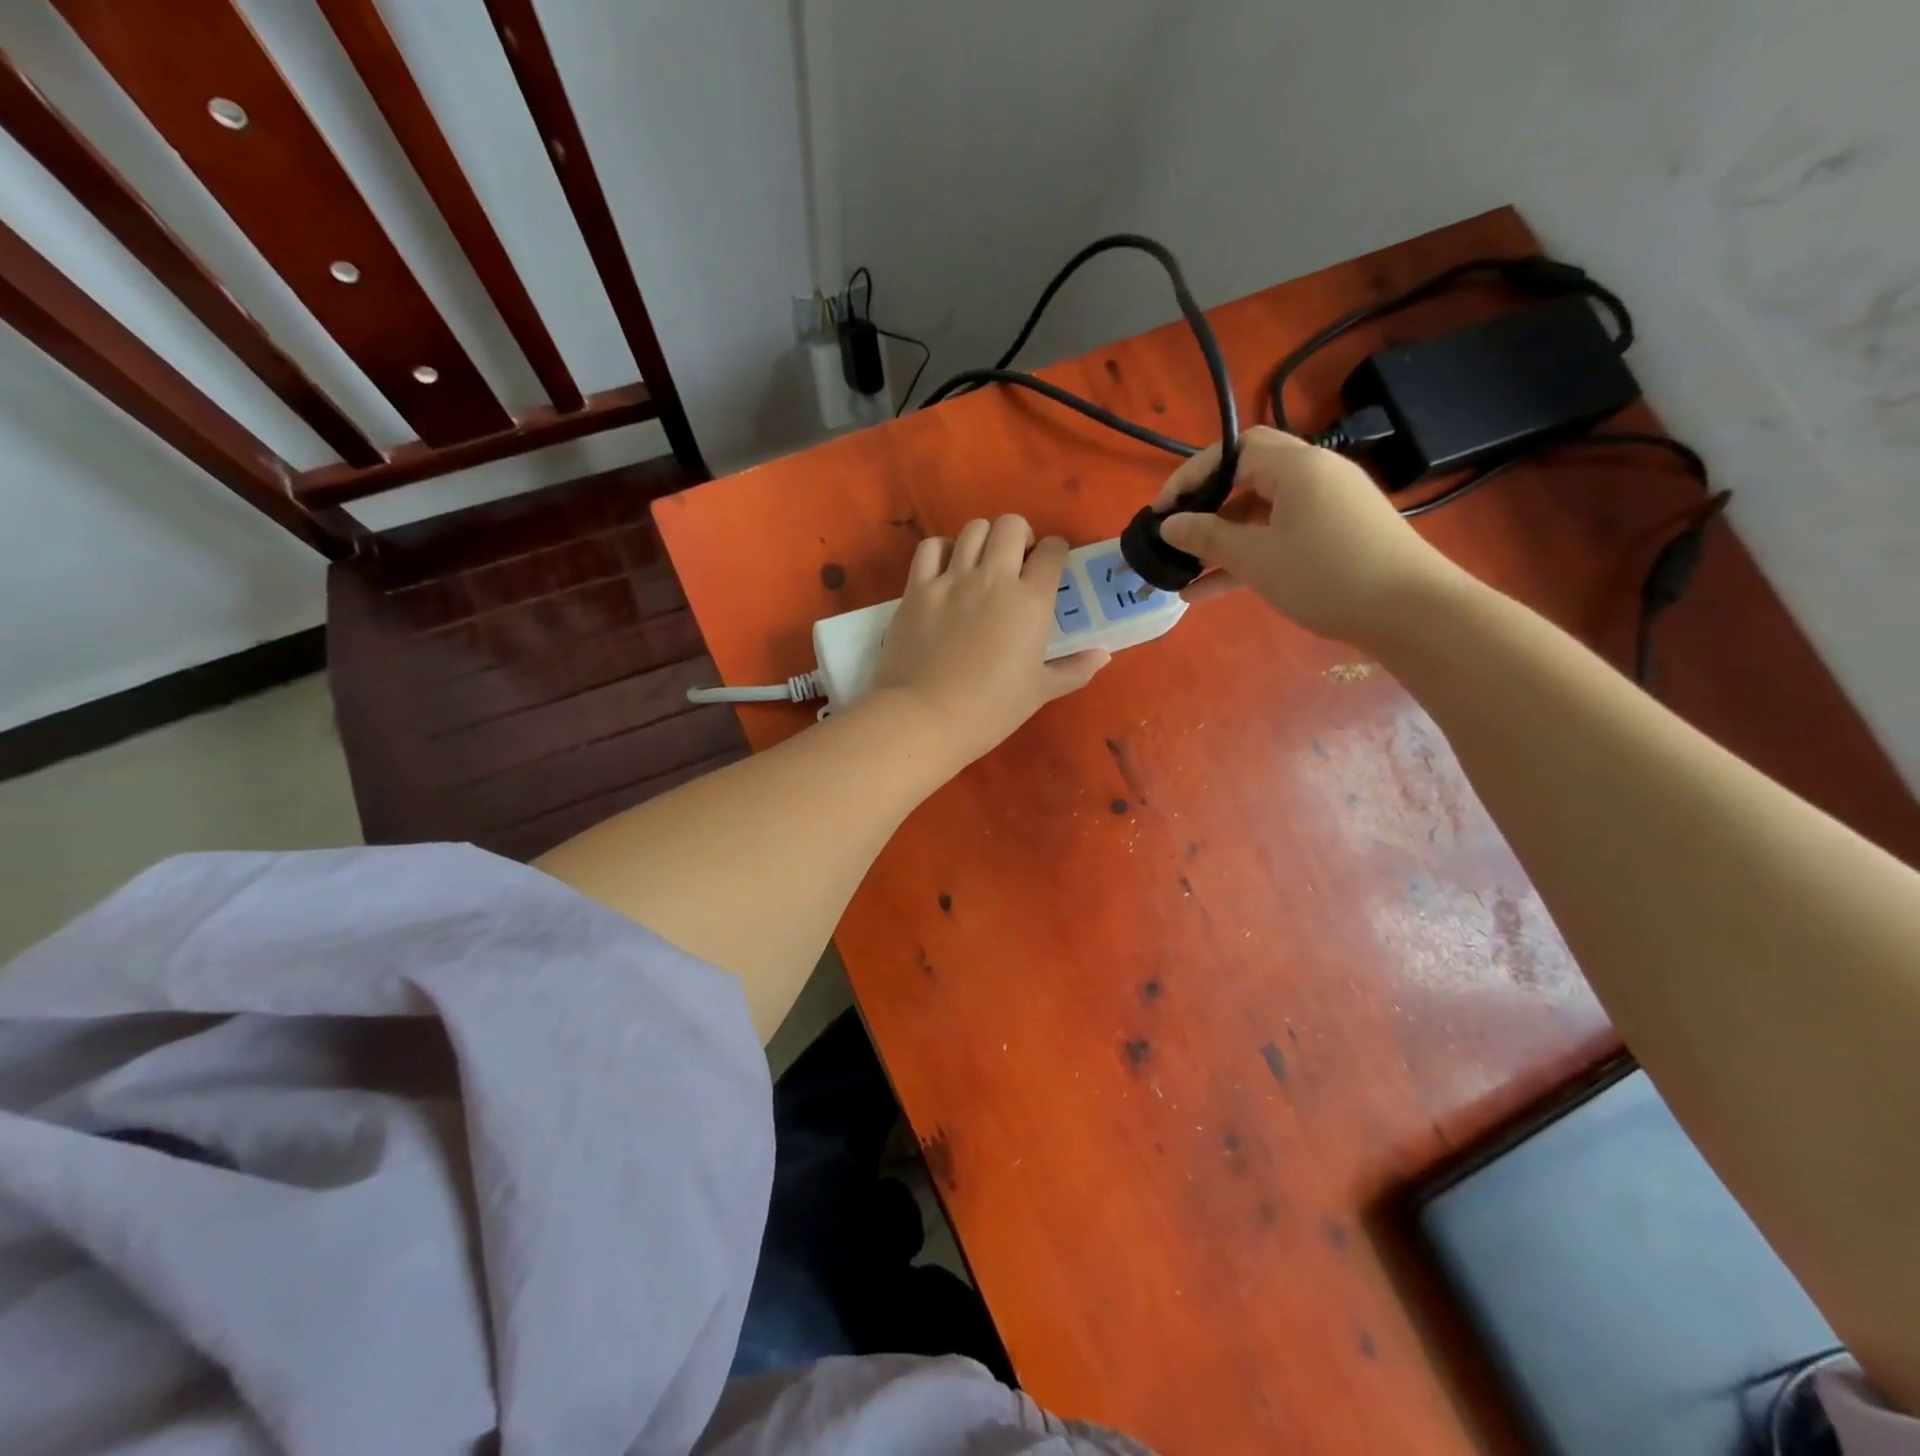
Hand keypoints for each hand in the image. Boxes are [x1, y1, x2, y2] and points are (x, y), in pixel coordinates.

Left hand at [870, 515, 1109, 766]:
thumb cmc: (990, 709)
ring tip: (982, 565)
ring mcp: (951, 580)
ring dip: (984, 540)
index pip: (1052, 550)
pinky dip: (942, 551)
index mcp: (1030, 601)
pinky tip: (946, 571)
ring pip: (973, 529)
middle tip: (1016, 563)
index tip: (1051, 567)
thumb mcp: (1040, 692)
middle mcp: (993, 578)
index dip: (1055, 553)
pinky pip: (931, 548)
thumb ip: (1074, 669)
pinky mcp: (917, 589)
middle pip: (1011, 525)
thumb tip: (1102, 654)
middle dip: (1020, 536)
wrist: (926, 717)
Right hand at [1153, 427, 1462, 648]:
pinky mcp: (1337, 536)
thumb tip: (1168, 524)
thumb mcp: (1257, 558)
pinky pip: (1281, 536)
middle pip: (1248, 477)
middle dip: (1207, 505)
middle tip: (1176, 531)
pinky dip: (1249, 555)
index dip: (1191, 476)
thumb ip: (1207, 536)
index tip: (1160, 510)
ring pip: (1262, 513)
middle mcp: (1315, 475)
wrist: (1412, 612)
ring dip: (1223, 538)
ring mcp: (1329, 506)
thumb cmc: (1327, 576)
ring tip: (1184, 570)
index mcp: (1297, 466)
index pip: (1232, 451)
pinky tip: (1210, 591)